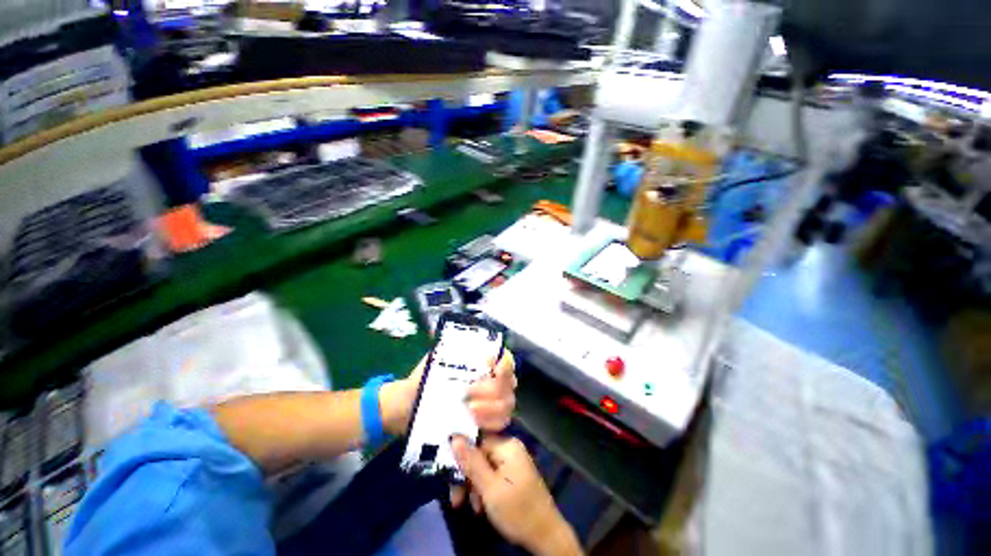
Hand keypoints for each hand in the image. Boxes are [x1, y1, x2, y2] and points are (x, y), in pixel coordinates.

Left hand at [380, 350, 516, 435]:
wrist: (408, 409)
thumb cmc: (424, 380)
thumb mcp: (437, 360)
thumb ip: (454, 350)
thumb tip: (468, 343)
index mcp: (482, 363)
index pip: (505, 359)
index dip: (503, 364)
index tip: (489, 368)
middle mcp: (492, 380)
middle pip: (509, 384)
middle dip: (491, 390)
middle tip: (469, 396)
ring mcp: (491, 403)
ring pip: (507, 404)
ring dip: (491, 408)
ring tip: (470, 411)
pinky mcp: (486, 423)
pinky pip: (501, 424)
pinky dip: (492, 423)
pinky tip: (476, 424)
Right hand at [451, 436, 580, 555]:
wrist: (545, 536)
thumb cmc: (516, 510)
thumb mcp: (489, 488)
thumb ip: (471, 462)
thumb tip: (455, 437)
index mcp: (507, 446)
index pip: (477, 442)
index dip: (461, 458)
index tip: (449, 476)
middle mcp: (510, 449)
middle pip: (480, 456)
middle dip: (467, 477)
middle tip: (456, 500)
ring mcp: (513, 462)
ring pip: (484, 468)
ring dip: (474, 487)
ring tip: (473, 508)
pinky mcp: (514, 476)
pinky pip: (493, 476)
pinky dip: (484, 490)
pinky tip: (482, 507)